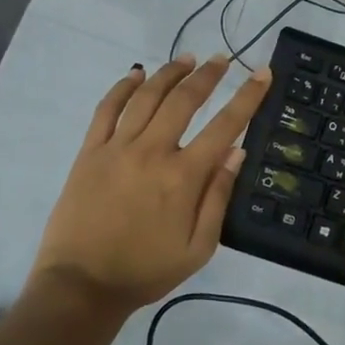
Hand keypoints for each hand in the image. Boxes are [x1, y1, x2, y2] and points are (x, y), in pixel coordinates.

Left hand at [32, 54, 272, 312]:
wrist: (82, 285)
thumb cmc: (146, 271)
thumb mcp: (198, 248)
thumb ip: (218, 197)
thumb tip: (236, 151)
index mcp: (183, 177)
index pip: (224, 126)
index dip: (247, 97)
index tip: (262, 73)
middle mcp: (152, 152)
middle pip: (184, 100)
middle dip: (208, 75)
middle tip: (222, 59)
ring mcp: (117, 148)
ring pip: (146, 96)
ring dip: (169, 73)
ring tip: (187, 59)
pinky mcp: (89, 152)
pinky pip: (106, 109)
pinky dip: (122, 87)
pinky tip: (136, 74)